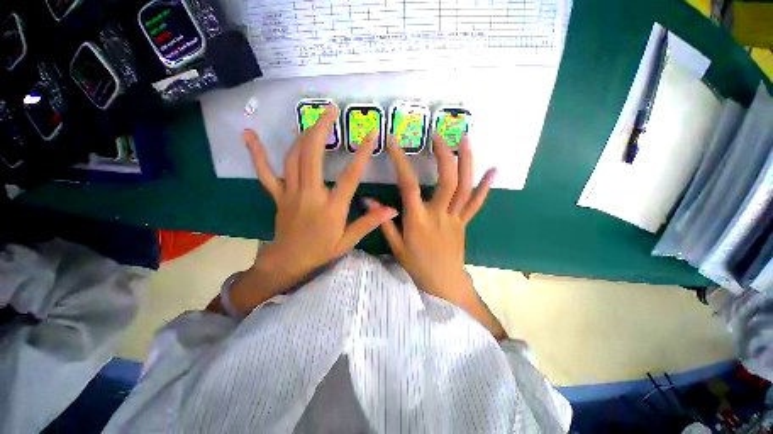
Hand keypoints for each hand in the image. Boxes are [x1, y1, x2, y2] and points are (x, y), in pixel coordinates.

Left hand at [215, 108, 397, 315]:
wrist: (287, 262)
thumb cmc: (320, 252)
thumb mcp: (348, 241)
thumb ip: (369, 222)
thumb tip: (392, 210)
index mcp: (331, 208)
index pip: (350, 176)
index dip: (362, 154)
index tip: (371, 133)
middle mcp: (310, 194)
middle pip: (313, 156)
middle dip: (322, 129)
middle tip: (331, 110)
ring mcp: (290, 192)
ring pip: (293, 158)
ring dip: (302, 134)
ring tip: (313, 118)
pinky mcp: (277, 194)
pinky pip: (265, 172)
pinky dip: (256, 153)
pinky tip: (249, 134)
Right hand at [374, 135, 504, 338]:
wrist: (443, 283)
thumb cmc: (416, 265)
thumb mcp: (395, 245)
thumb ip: (382, 221)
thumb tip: (367, 200)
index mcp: (417, 220)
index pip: (408, 185)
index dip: (400, 161)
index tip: (394, 142)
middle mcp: (439, 214)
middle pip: (447, 180)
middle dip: (444, 154)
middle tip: (439, 134)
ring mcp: (456, 217)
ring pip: (465, 187)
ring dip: (467, 161)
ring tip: (465, 138)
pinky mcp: (465, 222)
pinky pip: (477, 203)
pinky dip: (486, 186)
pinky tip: (494, 170)